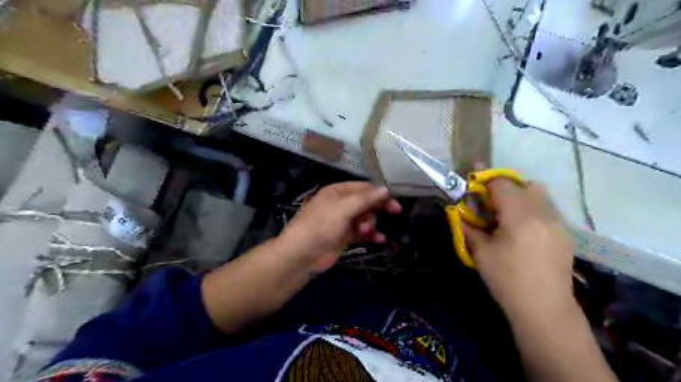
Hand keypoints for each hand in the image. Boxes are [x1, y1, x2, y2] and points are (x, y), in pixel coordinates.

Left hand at [280, 182, 399, 271]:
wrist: (302, 254)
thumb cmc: (321, 225)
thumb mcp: (344, 208)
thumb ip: (366, 199)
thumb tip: (386, 189)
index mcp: (338, 192)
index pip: (364, 188)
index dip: (379, 193)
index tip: (394, 200)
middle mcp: (341, 204)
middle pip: (367, 202)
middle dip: (378, 208)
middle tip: (396, 212)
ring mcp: (343, 221)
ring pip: (366, 218)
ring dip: (372, 223)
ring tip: (368, 231)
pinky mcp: (345, 237)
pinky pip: (363, 232)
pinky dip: (371, 235)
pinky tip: (379, 240)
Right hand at [463, 180, 573, 318]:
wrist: (544, 309)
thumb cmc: (507, 280)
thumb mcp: (480, 253)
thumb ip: (468, 228)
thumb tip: (459, 213)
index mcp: (520, 216)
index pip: (502, 184)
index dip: (485, 181)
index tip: (473, 186)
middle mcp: (543, 213)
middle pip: (525, 184)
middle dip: (506, 188)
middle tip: (492, 205)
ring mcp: (558, 223)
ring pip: (540, 195)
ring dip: (521, 198)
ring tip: (508, 217)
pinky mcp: (565, 234)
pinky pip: (548, 209)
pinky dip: (532, 210)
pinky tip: (523, 231)